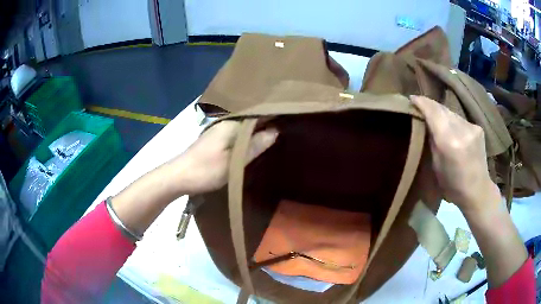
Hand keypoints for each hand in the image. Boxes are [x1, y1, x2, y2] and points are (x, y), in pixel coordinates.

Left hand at [170, 121, 277, 195]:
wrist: (179, 176)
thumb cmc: (205, 170)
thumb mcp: (233, 162)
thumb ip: (254, 146)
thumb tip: (275, 131)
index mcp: (231, 123)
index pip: (257, 112)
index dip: (273, 111)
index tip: (290, 110)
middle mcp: (226, 121)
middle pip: (251, 115)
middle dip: (267, 115)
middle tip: (287, 116)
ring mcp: (219, 128)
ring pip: (244, 122)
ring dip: (258, 123)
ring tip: (277, 123)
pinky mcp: (216, 137)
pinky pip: (238, 129)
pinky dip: (248, 130)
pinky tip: (256, 134)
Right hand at [410, 96, 501, 212]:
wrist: (478, 191)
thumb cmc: (453, 185)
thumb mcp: (436, 165)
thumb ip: (432, 141)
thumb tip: (425, 122)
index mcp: (449, 141)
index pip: (433, 112)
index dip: (421, 102)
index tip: (411, 98)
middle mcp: (462, 129)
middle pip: (442, 109)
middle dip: (430, 105)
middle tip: (420, 105)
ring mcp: (472, 127)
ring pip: (451, 113)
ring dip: (441, 113)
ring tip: (434, 117)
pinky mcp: (478, 128)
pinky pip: (460, 119)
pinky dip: (453, 120)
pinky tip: (450, 127)